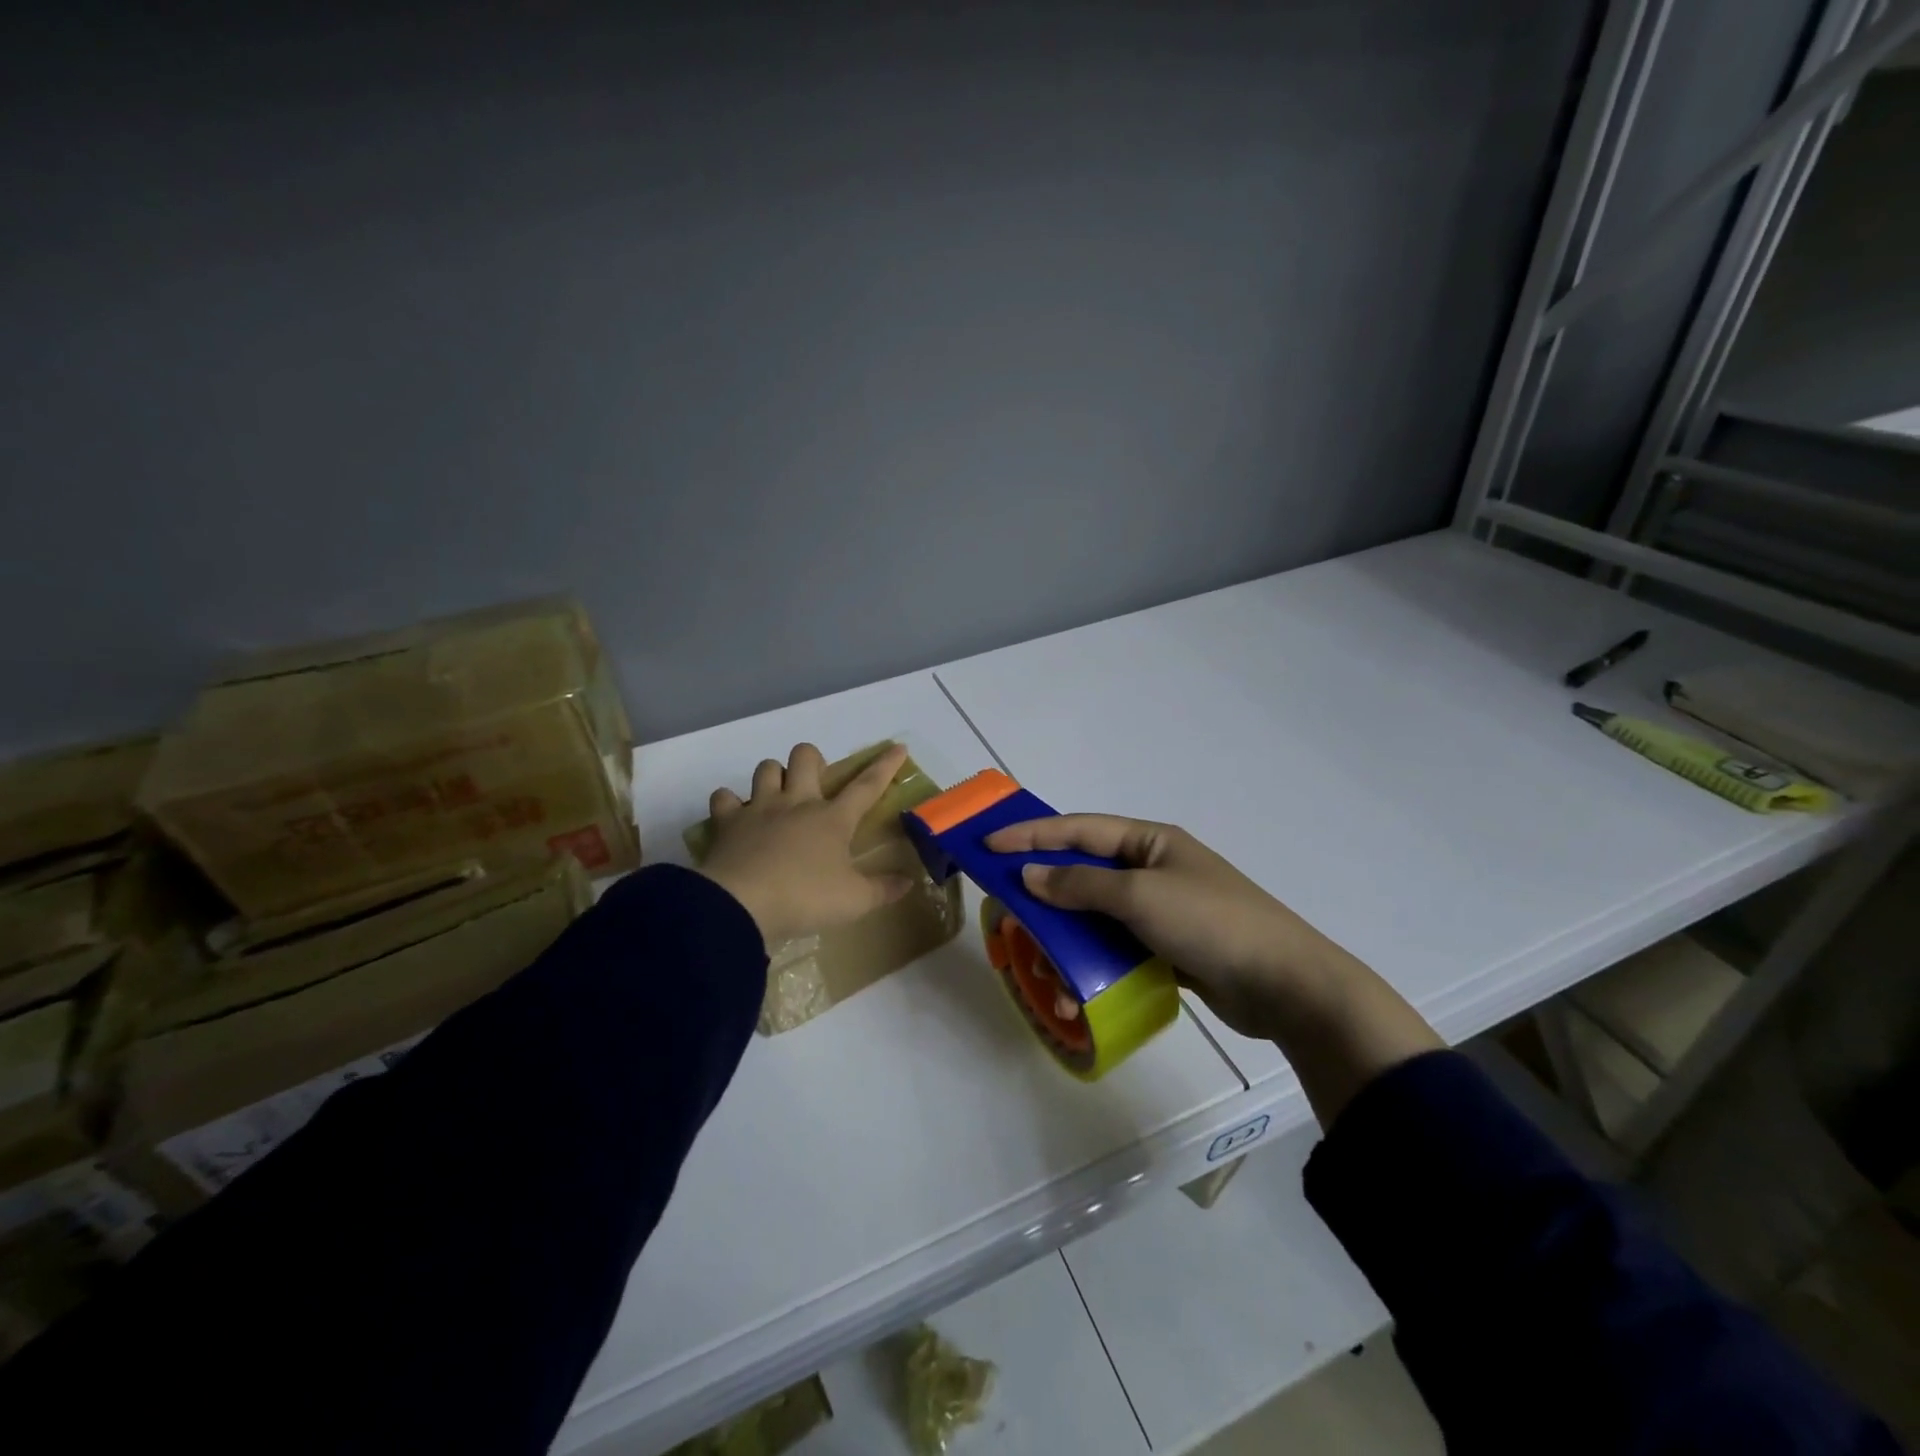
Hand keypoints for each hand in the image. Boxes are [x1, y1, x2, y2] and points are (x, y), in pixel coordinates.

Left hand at [696, 743, 915, 944]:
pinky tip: (735, 816)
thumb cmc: (804, 898)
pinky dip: (729, 803)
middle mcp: (797, 803)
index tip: (897, 747)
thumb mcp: (854, 901)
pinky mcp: (727, 822)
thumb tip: (907, 882)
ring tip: (777, 795)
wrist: (741, 905)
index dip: (884, 766)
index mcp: (832, 819)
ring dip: (774, 775)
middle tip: (815, 781)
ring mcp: (759, 808)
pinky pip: (724, 797)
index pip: (866, 785)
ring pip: (767, 768)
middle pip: (805, 757)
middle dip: (813, 759)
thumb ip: (882, 890)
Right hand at [982, 814, 1346, 1042]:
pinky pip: (1117, 948)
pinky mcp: (1167, 948)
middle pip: (1083, 873)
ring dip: (1066, 940)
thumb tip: (1030, 874)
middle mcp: (1152, 869)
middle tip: (1005, 909)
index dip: (1031, 835)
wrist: (1285, 986)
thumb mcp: (1140, 896)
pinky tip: (1076, 989)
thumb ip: (1081, 884)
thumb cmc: (1210, 923)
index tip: (989, 844)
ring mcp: (1161, 911)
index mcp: (1149, 842)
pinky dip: (1093, 964)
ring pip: (1097, 917)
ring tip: (1042, 967)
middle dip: (1044, 893)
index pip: (1078, 830)